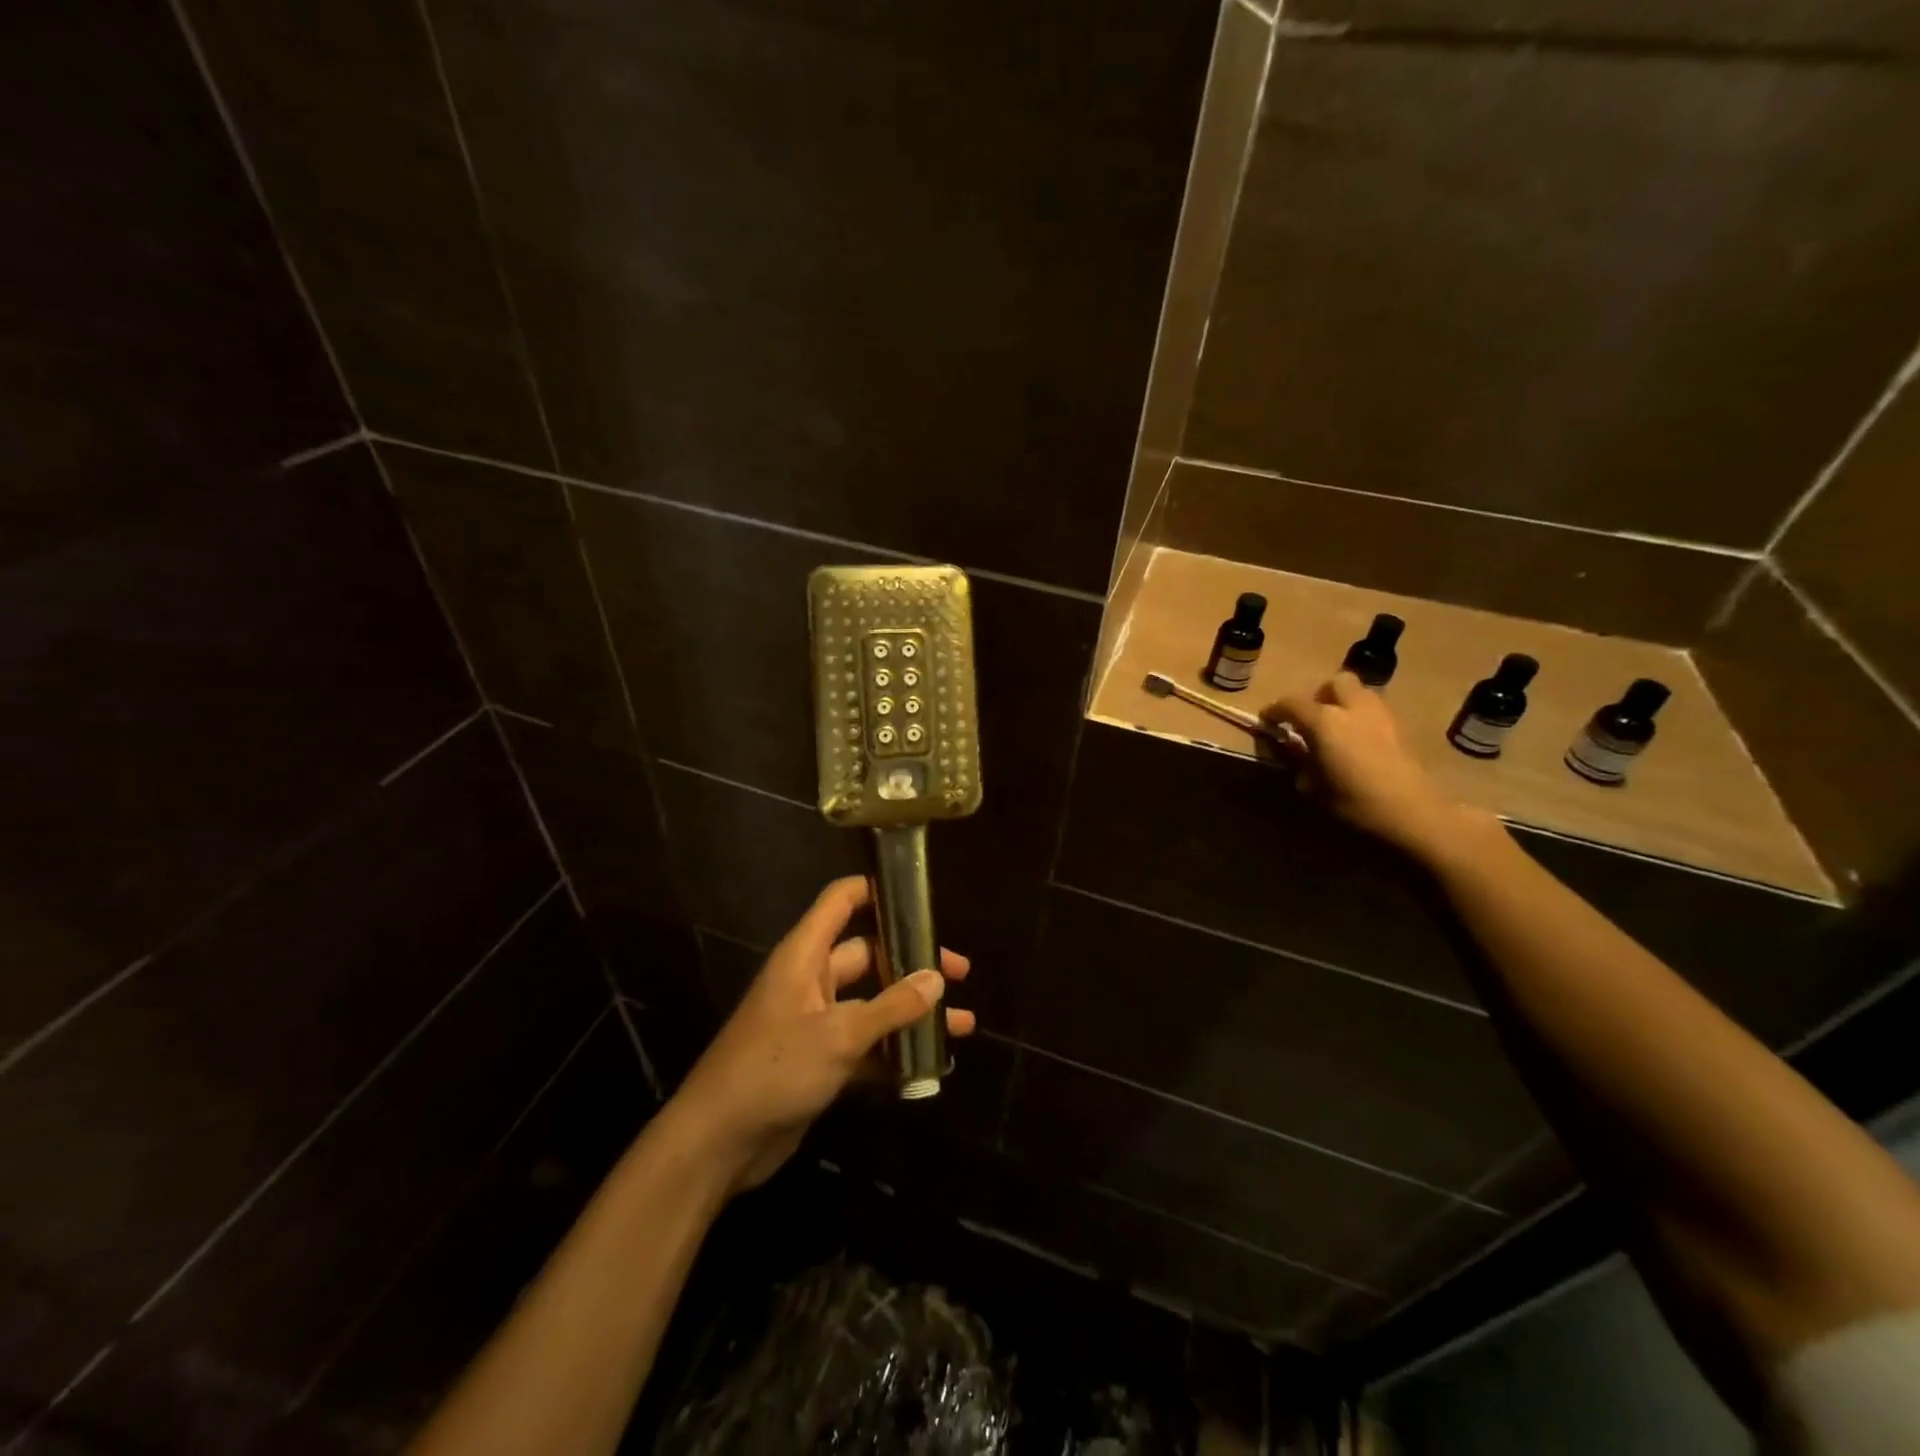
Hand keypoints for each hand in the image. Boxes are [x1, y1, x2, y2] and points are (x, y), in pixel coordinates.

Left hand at [665, 876, 974, 1193]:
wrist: (718, 1143)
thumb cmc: (774, 1068)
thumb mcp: (838, 1035)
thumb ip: (892, 1006)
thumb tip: (937, 978)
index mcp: (805, 955)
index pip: (842, 901)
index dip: (878, 889)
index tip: (921, 897)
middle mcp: (812, 981)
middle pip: (869, 953)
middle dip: (913, 961)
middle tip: (959, 973)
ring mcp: (816, 1022)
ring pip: (874, 1003)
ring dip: (913, 1012)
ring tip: (962, 1022)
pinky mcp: (820, 1061)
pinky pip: (867, 1044)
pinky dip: (896, 1050)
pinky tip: (933, 1062)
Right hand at [1261, 671, 1475, 855]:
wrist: (1413, 815)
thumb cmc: (1354, 803)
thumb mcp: (1312, 787)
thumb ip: (1299, 762)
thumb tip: (1294, 752)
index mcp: (1324, 721)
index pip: (1290, 702)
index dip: (1275, 710)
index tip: (1268, 722)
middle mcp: (1353, 708)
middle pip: (1334, 683)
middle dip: (1320, 695)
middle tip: (1312, 719)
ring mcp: (1382, 715)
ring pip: (1360, 693)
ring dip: (1344, 704)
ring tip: (1337, 730)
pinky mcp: (1402, 728)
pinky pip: (1376, 711)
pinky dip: (1363, 719)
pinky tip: (1360, 743)